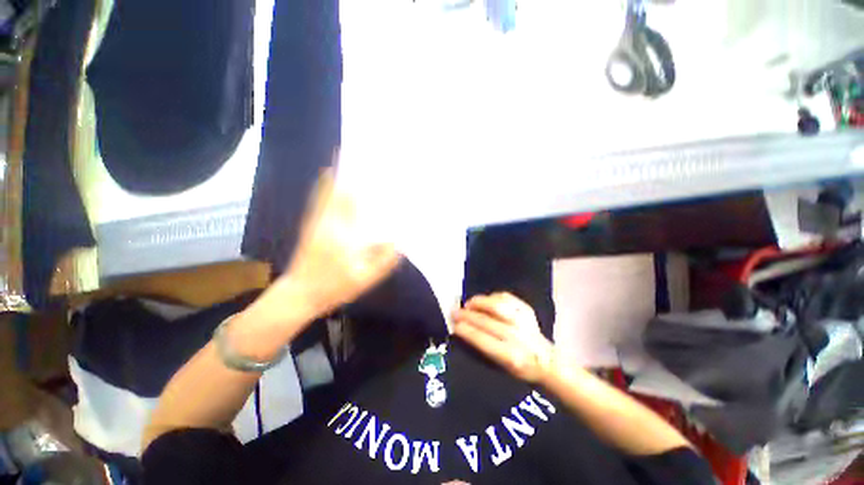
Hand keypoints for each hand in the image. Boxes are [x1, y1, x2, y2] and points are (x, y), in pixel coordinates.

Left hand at [267, 168, 401, 320]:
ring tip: (347, 159)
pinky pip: (319, 200)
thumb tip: (399, 241)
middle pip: (338, 188)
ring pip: (326, 191)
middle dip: (349, 170)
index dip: (362, 182)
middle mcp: (327, 220)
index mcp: (342, 232)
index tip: (372, 168)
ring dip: (337, 174)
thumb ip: (384, 259)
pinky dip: (325, 186)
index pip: (353, 200)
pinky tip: (330, 179)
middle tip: (362, 157)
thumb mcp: (365, 278)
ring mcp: (316, 221)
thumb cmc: (333, 286)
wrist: (299, 294)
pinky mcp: (310, 225)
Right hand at [452, 292, 554, 383]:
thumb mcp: (501, 367)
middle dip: (466, 315)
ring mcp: (523, 320)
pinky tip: (485, 300)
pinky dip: (493, 296)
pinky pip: (506, 297)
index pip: (482, 339)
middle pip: (486, 321)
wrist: (547, 360)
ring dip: (478, 303)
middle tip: (455, 312)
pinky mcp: (527, 309)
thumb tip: (463, 330)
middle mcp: (516, 336)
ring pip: (496, 306)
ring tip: (468, 303)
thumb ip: (483, 349)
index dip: (465, 331)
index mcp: (510, 355)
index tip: (454, 326)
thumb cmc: (520, 368)